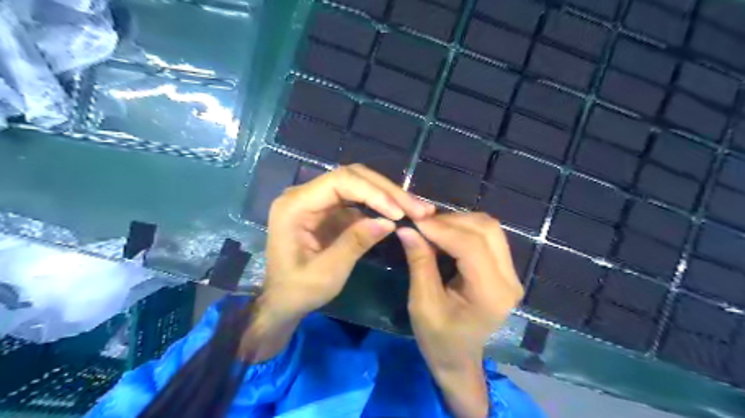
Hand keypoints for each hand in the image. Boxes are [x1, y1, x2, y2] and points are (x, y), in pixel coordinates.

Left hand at [263, 164, 434, 321]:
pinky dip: (382, 206)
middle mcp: (305, 195)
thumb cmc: (298, 291)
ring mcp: (319, 200)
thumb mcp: (327, 273)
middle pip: (352, 177)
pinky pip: (359, 200)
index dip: (373, 193)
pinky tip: (401, 214)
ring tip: (418, 209)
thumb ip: (355, 243)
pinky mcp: (330, 210)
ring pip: (359, 184)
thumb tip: (389, 222)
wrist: (283, 300)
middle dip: (388, 192)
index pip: (340, 182)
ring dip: (389, 196)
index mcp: (295, 205)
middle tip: (419, 208)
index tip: (399, 213)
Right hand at [395, 214, 521, 415]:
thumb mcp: (422, 304)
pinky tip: (445, 234)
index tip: (414, 221)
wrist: (459, 359)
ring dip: (458, 222)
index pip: (471, 246)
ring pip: (489, 228)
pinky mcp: (505, 269)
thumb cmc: (438, 339)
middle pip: (486, 229)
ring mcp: (511, 274)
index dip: (442, 228)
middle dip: (451, 221)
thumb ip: (419, 263)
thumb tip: (407, 229)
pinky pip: (488, 236)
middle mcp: (509, 280)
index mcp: (491, 294)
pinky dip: (464, 229)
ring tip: (431, 228)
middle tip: (422, 224)